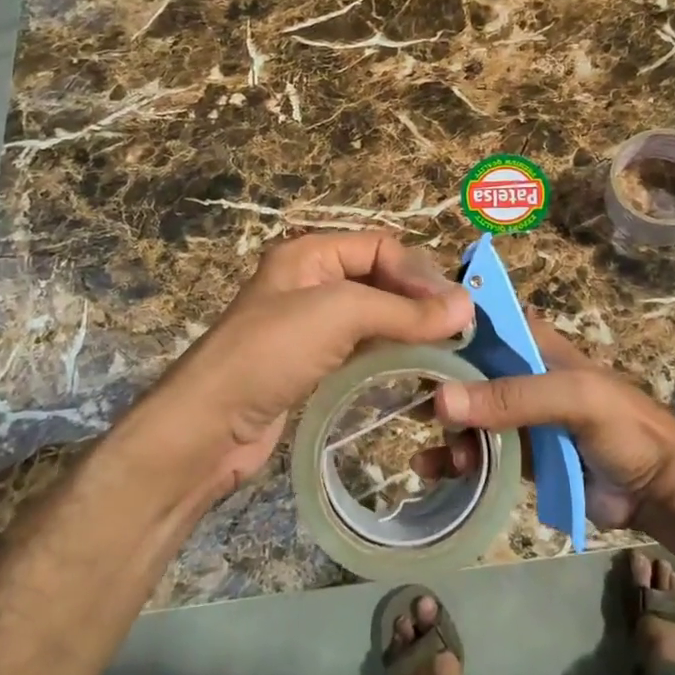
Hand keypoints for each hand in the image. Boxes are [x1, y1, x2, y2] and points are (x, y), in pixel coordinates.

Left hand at [145, 230, 474, 496]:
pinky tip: (414, 368)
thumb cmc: (271, 353)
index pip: (381, 247)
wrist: (207, 427)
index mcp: (310, 254)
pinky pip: (362, 348)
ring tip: (445, 350)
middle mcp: (310, 283)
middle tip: (457, 330)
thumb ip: (405, 311)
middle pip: (380, 279)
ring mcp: (310, 326)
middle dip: (418, 300)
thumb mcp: (339, 315)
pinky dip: (390, 353)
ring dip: (409, 328)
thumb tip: (467, 307)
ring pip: (374, 316)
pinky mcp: (312, 364)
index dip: (418, 273)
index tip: (453, 309)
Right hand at [421, 317, 674, 530]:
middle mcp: (518, 374)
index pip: (481, 323)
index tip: (402, 340)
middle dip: (434, 385)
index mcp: (533, 345)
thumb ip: (513, 397)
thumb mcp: (574, 398)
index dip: (443, 328)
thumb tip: (440, 400)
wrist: (657, 490)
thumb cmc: (623, 427)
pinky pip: (476, 452)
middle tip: (402, 404)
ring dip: (444, 430)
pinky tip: (432, 469)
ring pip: (465, 413)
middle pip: (463, 370)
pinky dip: (452, 459)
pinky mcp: (516, 455)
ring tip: (432, 454)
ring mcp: (516, 416)